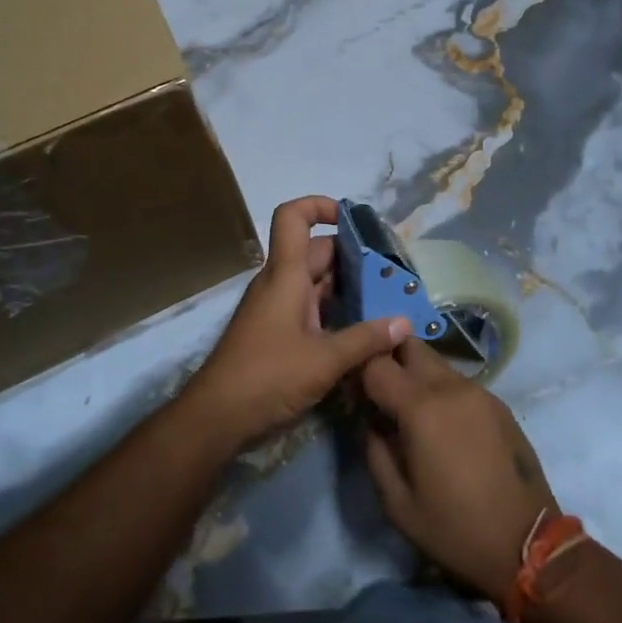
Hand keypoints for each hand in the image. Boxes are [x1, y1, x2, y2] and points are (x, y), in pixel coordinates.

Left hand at [183, 196, 409, 451]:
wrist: (217, 416)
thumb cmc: (268, 377)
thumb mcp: (324, 360)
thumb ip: (366, 340)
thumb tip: (404, 323)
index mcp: (285, 274)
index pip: (293, 217)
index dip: (320, 206)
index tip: (354, 221)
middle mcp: (279, 282)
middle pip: (316, 252)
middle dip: (353, 257)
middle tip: (391, 274)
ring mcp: (276, 307)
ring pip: (315, 282)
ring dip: (347, 287)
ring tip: (387, 301)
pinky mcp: (276, 331)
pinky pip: (310, 306)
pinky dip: (335, 310)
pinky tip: (362, 330)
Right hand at [359, 339, 556, 598]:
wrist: (529, 547)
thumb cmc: (455, 530)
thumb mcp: (397, 504)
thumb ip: (374, 451)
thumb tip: (371, 420)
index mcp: (421, 408)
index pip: (377, 362)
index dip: (358, 368)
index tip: (351, 389)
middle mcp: (451, 387)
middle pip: (409, 345)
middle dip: (388, 358)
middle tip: (378, 391)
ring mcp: (479, 392)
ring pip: (436, 362)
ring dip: (415, 374)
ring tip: (409, 411)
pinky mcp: (498, 404)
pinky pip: (458, 382)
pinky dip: (440, 390)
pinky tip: (442, 425)